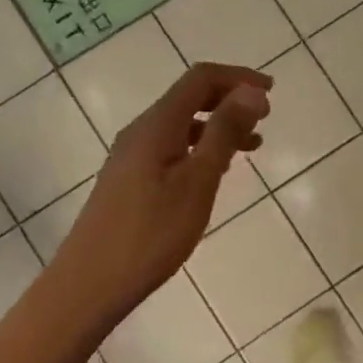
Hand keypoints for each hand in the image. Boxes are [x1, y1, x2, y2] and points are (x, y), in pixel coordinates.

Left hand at [61, 63, 271, 317]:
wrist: (90, 284)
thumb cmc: (151, 234)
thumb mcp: (198, 182)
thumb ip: (224, 133)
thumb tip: (252, 91)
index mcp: (157, 125)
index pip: (200, 79)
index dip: (238, 78)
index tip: (272, 93)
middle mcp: (140, 131)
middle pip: (189, 97)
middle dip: (229, 99)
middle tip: (265, 119)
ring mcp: (131, 156)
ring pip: (181, 125)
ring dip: (218, 126)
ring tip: (251, 147)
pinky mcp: (129, 180)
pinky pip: (171, 147)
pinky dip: (200, 148)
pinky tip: (216, 172)